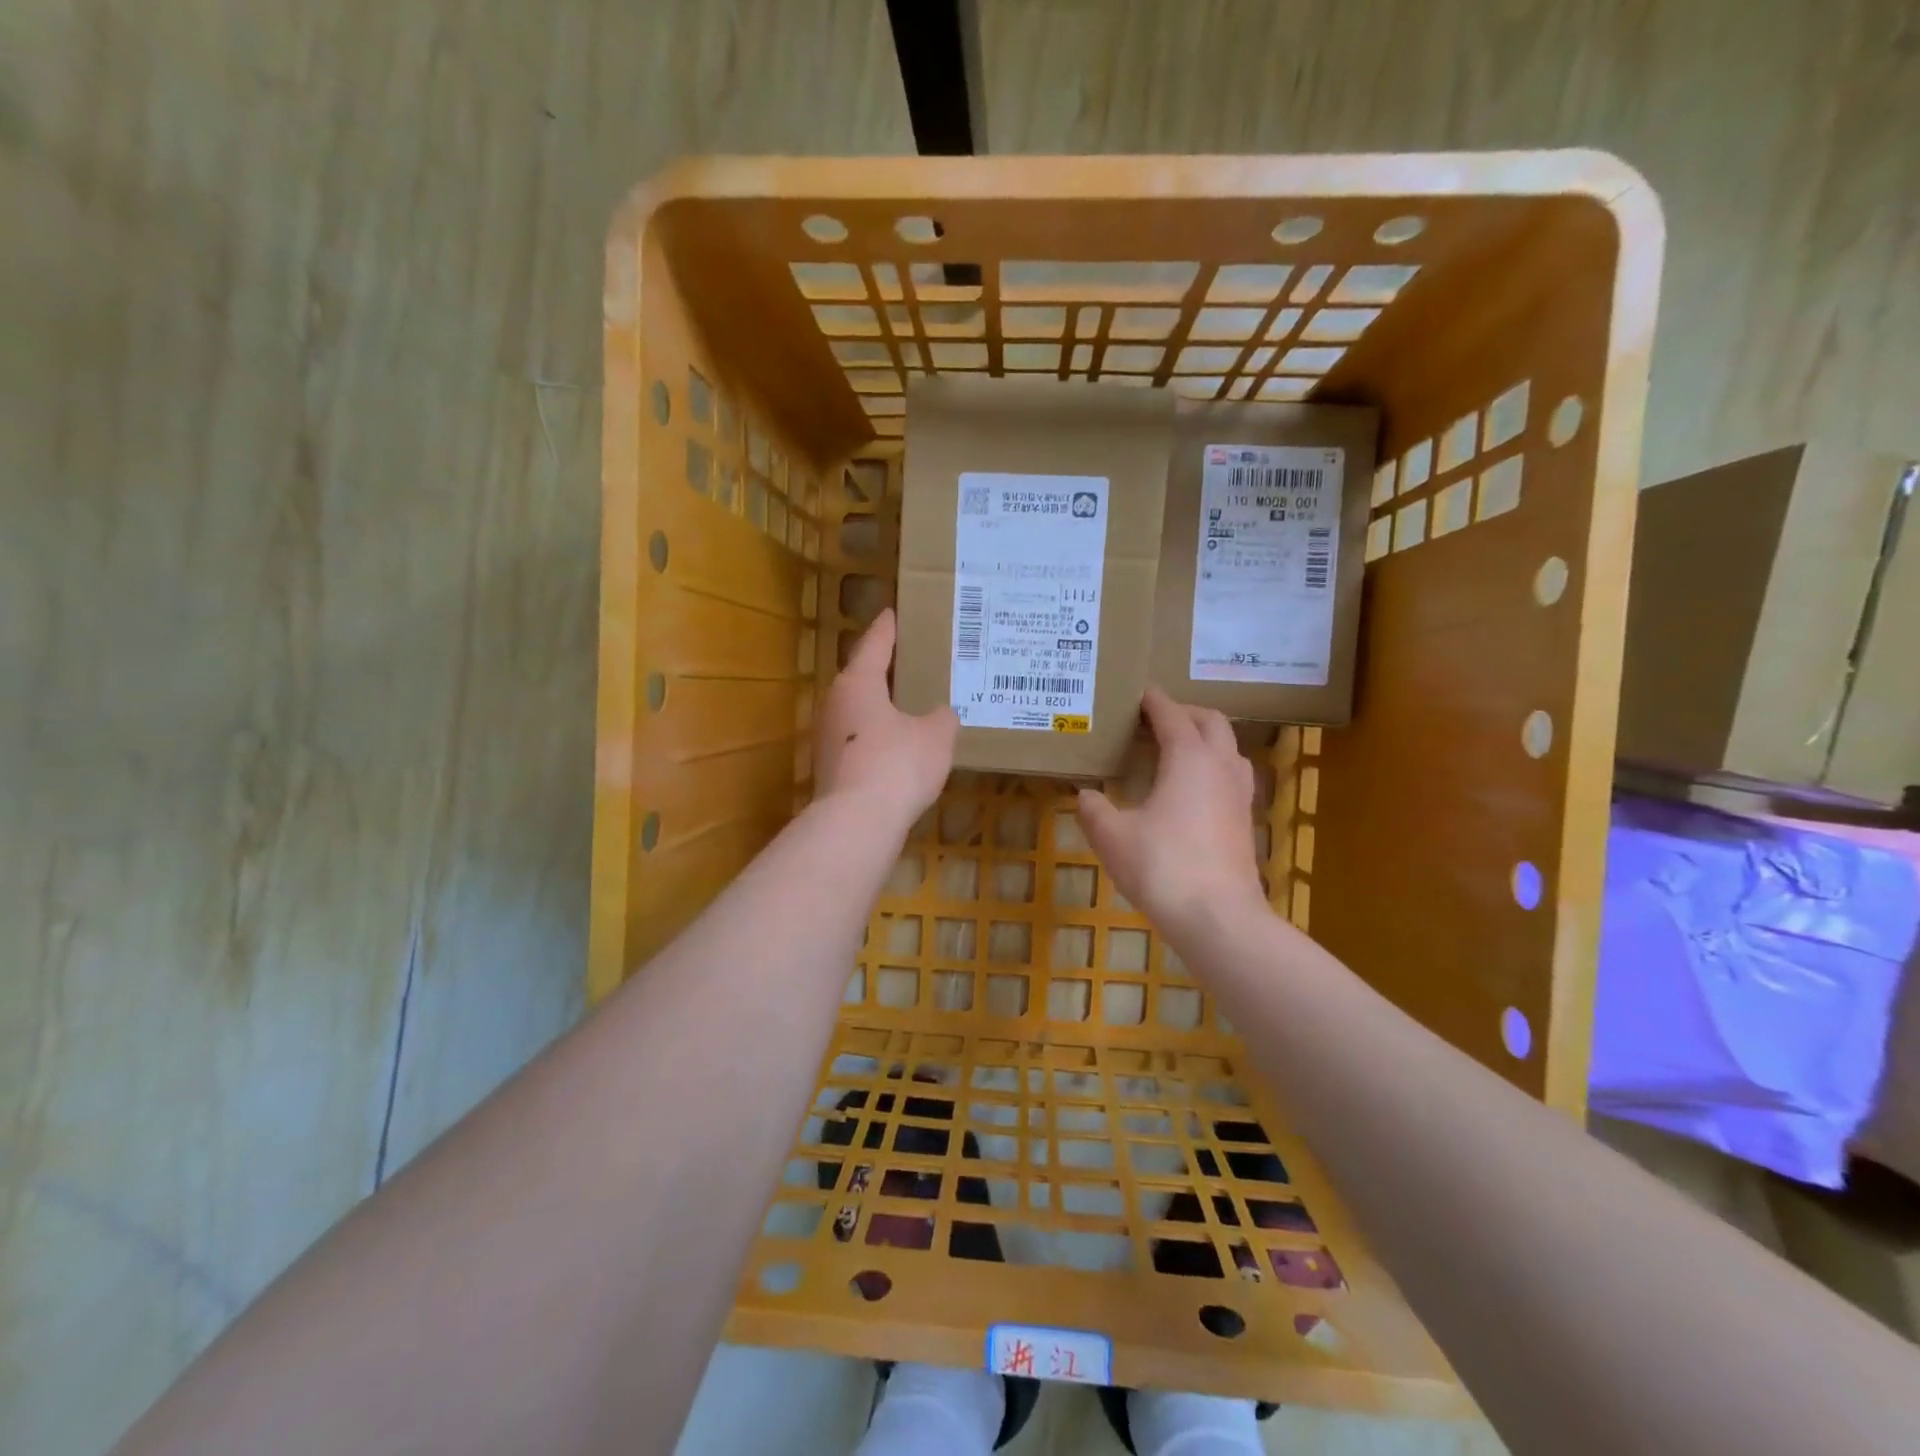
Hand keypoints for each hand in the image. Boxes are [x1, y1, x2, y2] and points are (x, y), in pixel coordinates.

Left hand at [816, 608, 957, 829]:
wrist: (858, 822)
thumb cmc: (898, 763)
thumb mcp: (936, 736)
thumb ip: (942, 718)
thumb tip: (941, 714)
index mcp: (858, 683)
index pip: (874, 645)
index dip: (887, 629)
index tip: (892, 613)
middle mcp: (835, 704)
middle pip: (860, 678)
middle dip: (882, 670)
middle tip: (907, 660)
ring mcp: (826, 738)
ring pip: (856, 712)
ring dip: (878, 707)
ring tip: (905, 705)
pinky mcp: (829, 768)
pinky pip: (857, 740)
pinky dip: (876, 737)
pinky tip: (895, 748)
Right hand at [1077, 687, 1266, 937]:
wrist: (1218, 918)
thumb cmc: (1162, 867)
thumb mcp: (1113, 837)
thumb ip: (1094, 811)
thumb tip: (1084, 795)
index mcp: (1189, 758)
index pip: (1172, 715)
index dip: (1155, 701)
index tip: (1140, 693)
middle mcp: (1220, 766)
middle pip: (1211, 722)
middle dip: (1186, 713)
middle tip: (1157, 720)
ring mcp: (1239, 794)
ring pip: (1229, 748)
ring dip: (1206, 738)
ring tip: (1178, 749)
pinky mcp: (1246, 821)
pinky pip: (1233, 776)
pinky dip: (1215, 767)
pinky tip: (1195, 790)